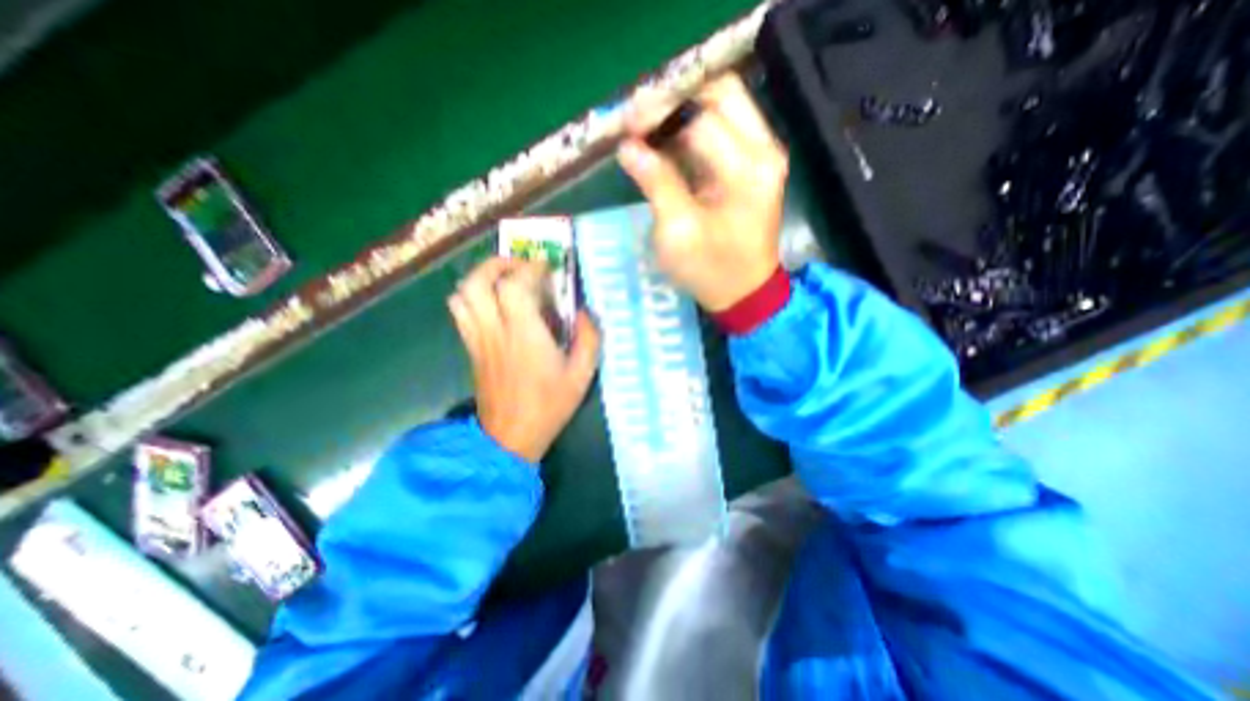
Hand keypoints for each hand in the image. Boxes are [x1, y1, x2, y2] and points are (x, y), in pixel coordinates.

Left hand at [449, 254, 605, 461]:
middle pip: (478, 281)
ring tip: (503, 281)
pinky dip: (472, 297)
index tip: (546, 265)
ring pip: (462, 294)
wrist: (510, 438)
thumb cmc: (549, 406)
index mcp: (524, 334)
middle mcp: (495, 330)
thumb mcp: (581, 375)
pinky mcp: (471, 349)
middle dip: (498, 263)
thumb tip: (586, 313)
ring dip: (480, 278)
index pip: (516, 285)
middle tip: (519, 266)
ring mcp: (478, 339)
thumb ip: (589, 339)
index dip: (531, 268)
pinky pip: (461, 312)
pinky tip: (493, 305)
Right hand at [618, 72, 789, 307]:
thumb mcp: (678, 232)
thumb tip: (627, 146)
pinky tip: (666, 143)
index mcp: (748, 168)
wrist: (744, 294)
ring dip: (683, 113)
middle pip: (721, 94)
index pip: (702, 118)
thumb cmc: (710, 270)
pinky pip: (724, 131)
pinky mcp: (753, 167)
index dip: (660, 116)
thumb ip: (656, 183)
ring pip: (723, 108)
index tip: (626, 125)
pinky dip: (693, 131)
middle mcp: (764, 151)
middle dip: (675, 101)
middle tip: (638, 120)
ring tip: (646, 129)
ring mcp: (762, 156)